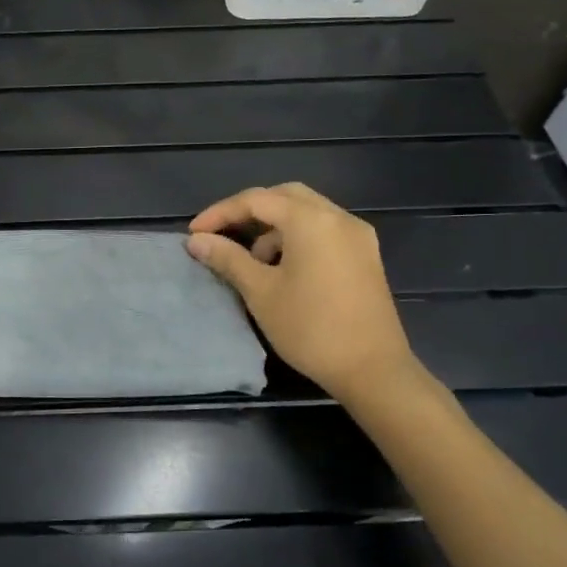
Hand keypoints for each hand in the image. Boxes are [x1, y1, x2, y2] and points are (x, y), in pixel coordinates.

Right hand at [186, 182, 418, 403]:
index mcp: (311, 221)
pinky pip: (324, 230)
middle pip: (285, 196)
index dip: (220, 213)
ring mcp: (357, 236)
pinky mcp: (366, 256)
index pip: (256, 200)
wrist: (372, 370)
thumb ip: (227, 258)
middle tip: (222, 233)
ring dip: (274, 226)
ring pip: (307, 212)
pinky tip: (283, 268)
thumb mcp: (260, 292)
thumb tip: (196, 240)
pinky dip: (297, 237)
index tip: (194, 233)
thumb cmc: (310, 328)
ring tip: (253, 259)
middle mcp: (338, 218)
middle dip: (249, 210)